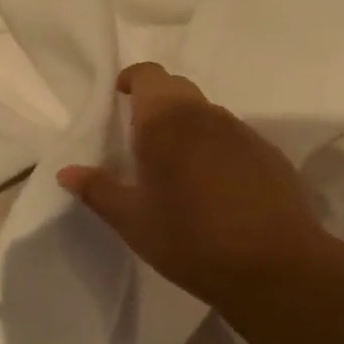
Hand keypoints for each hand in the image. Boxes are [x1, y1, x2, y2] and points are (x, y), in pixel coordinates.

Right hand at [58, 62, 335, 305]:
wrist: (277, 269)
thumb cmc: (191, 240)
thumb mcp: (133, 221)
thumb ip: (98, 190)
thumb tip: (67, 172)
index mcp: (165, 121)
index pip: (147, 74)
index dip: (131, 80)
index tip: (119, 98)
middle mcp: (205, 115)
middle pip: (176, 89)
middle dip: (156, 102)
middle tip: (140, 138)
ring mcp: (242, 132)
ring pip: (206, 113)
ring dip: (188, 126)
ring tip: (178, 167)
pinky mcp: (269, 155)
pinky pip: (233, 138)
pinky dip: (217, 148)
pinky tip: (216, 187)